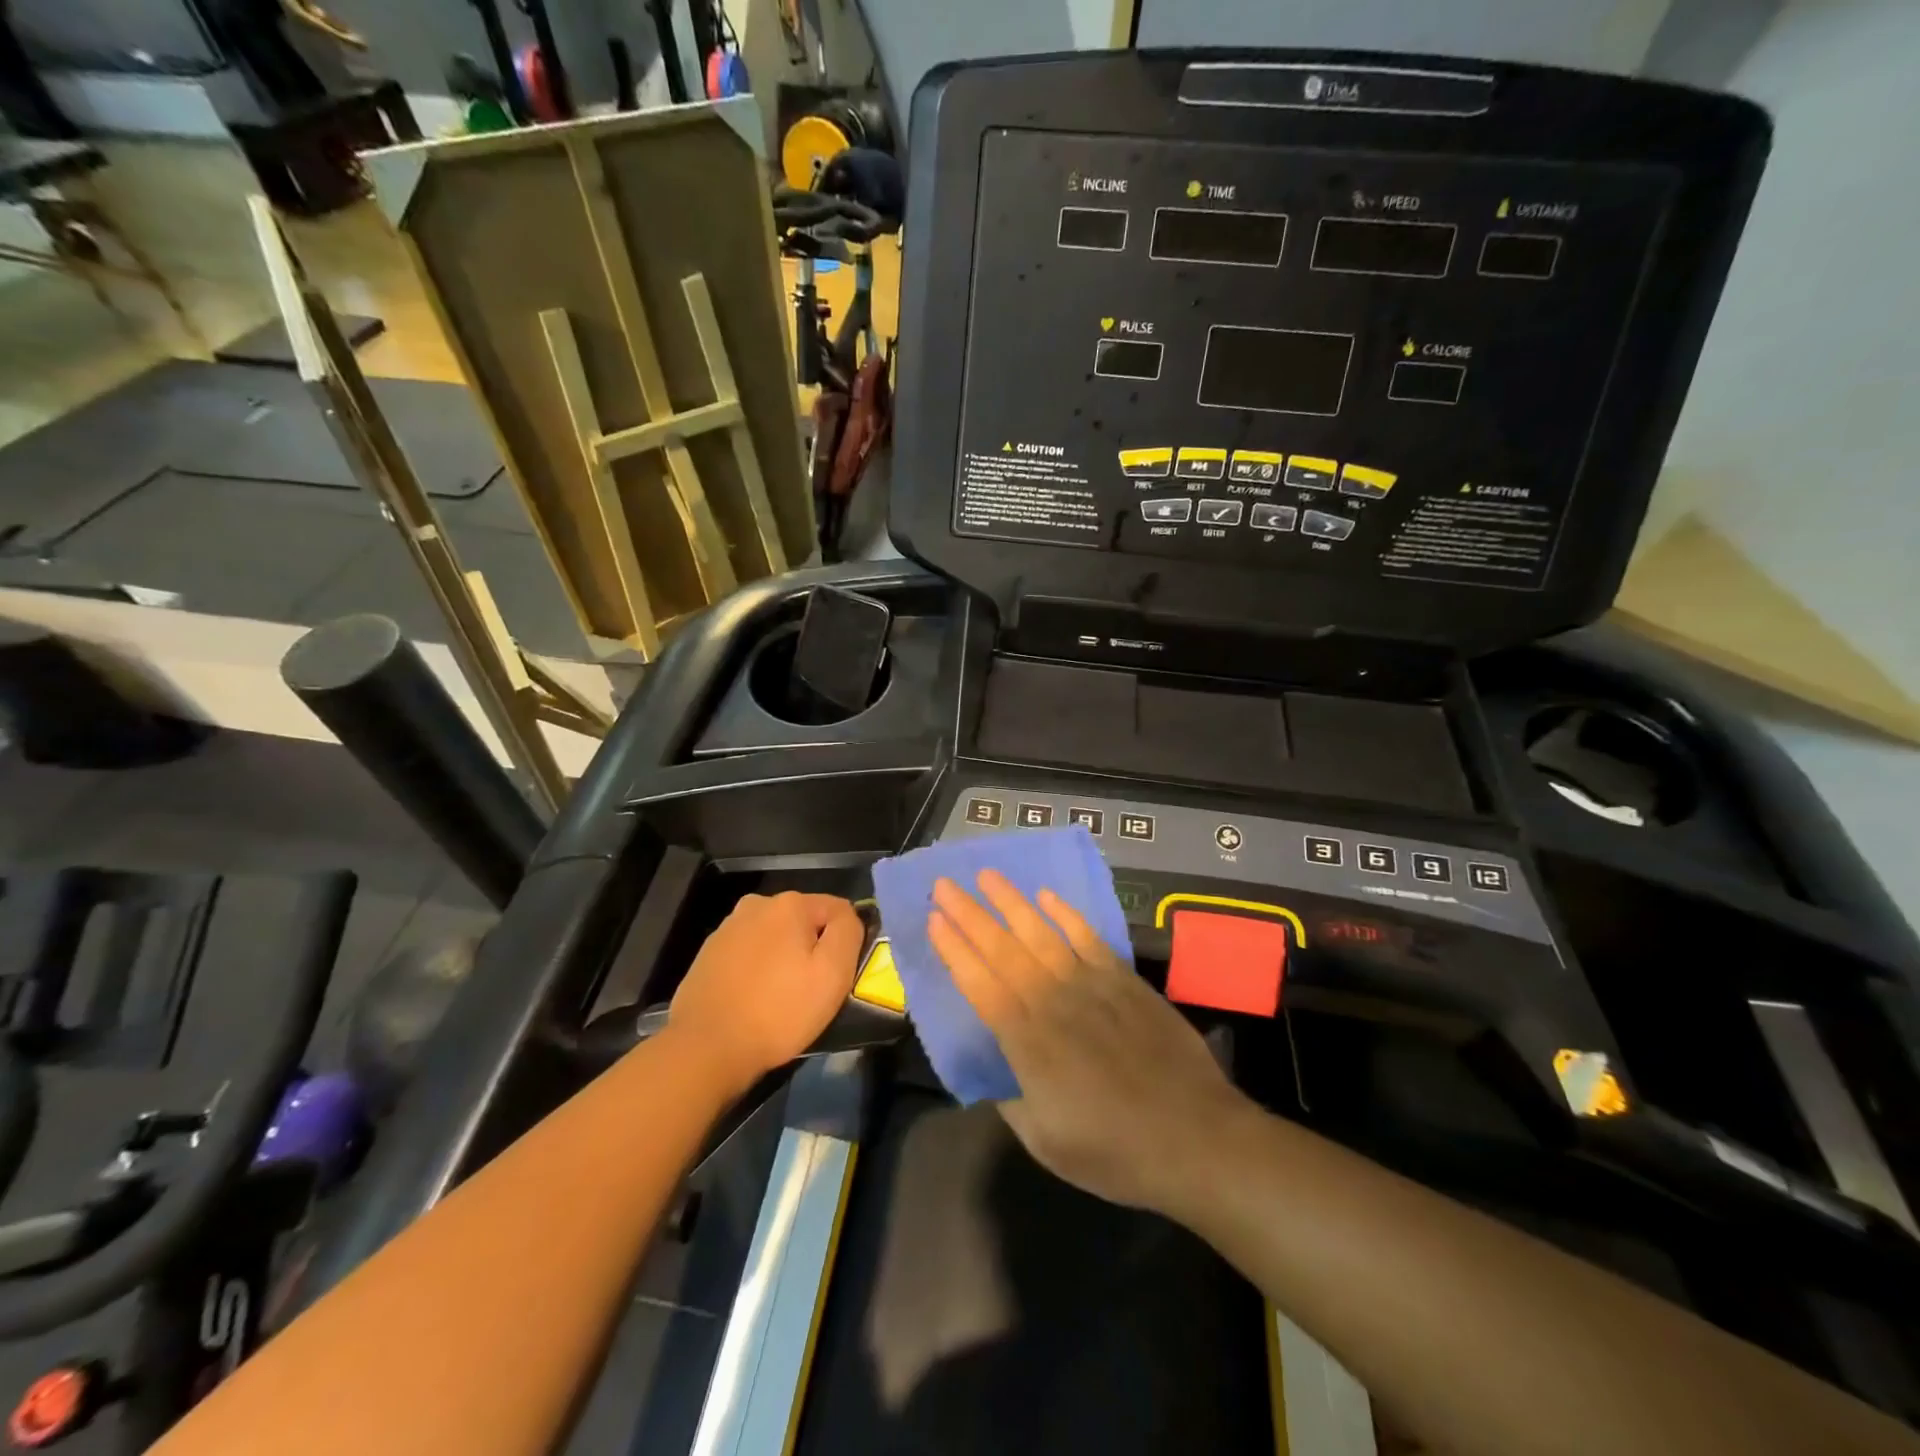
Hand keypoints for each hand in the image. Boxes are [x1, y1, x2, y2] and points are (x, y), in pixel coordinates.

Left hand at [669, 892, 863, 1093]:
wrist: (705, 1049)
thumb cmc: (779, 1011)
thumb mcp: (833, 973)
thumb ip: (849, 931)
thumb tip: (847, 916)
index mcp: (789, 903)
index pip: (838, 910)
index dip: (844, 942)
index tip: (836, 976)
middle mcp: (756, 904)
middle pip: (804, 922)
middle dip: (811, 948)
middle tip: (810, 990)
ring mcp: (727, 928)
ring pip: (775, 938)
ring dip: (783, 959)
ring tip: (779, 999)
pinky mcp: (708, 954)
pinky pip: (748, 955)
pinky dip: (757, 971)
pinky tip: (753, 1000)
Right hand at [928, 871, 1249, 1212]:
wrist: (1196, 1138)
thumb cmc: (1115, 1151)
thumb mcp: (1046, 1141)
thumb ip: (1012, 1100)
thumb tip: (995, 1072)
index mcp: (1028, 1041)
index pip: (980, 984)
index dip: (954, 950)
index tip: (933, 920)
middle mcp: (1053, 1000)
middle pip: (1004, 949)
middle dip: (970, 915)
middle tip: (944, 884)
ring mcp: (1092, 984)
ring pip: (1042, 932)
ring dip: (1012, 902)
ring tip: (986, 875)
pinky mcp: (1125, 980)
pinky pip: (1089, 937)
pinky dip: (1067, 914)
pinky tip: (1048, 896)